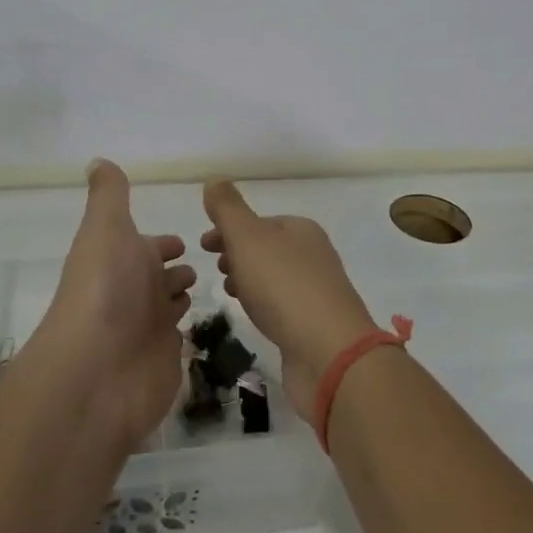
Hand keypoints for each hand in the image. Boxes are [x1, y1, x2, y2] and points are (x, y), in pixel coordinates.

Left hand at [39, 160, 196, 450]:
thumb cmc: (105, 290)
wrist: (98, 370)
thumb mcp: (106, 229)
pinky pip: (180, 340)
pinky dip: (190, 330)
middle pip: (160, 277)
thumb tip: (97, 160)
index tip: (185, 241)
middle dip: (178, 269)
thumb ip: (109, 196)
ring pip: (169, 306)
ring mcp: (149, 329)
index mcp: (122, 258)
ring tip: (214, 286)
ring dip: (182, 295)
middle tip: (210, 262)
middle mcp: (134, 292)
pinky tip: (206, 322)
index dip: (163, 243)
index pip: (148, 246)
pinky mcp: (165, 361)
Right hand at [201, 180, 377, 423]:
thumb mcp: (248, 238)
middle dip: (238, 254)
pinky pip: (282, 306)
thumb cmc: (284, 286)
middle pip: (268, 249)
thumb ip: (228, 209)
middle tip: (215, 268)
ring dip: (249, 280)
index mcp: (301, 230)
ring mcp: (317, 292)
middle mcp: (314, 256)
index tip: (203, 245)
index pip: (260, 221)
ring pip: (274, 278)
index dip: (229, 229)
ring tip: (229, 292)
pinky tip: (253, 317)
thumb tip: (214, 180)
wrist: (329, 353)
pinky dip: (263, 304)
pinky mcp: (315, 326)